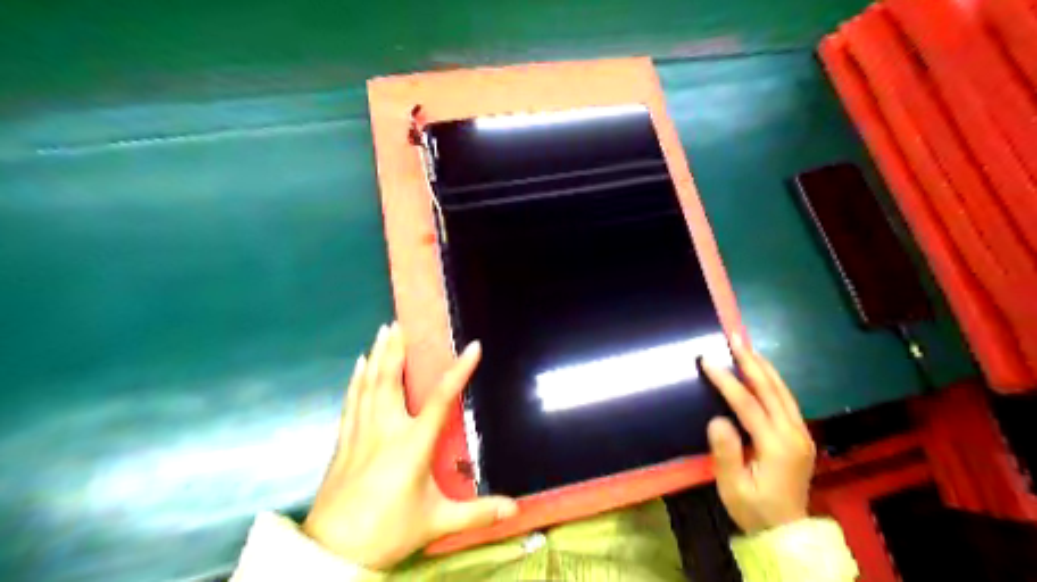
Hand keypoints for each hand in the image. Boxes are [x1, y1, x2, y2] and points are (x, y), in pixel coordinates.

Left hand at [304, 325, 518, 570]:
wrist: (333, 551)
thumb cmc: (388, 531)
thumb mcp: (437, 522)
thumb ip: (477, 512)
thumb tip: (515, 508)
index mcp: (412, 445)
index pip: (440, 399)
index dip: (459, 371)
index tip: (473, 347)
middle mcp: (385, 430)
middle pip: (391, 380)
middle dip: (397, 349)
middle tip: (401, 323)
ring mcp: (361, 432)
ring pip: (370, 384)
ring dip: (377, 355)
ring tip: (383, 332)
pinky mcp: (345, 440)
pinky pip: (352, 400)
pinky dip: (357, 378)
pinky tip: (359, 364)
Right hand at [700, 337, 812, 535]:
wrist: (787, 531)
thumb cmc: (753, 508)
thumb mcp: (733, 487)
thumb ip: (726, 453)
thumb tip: (718, 419)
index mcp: (776, 446)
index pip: (748, 404)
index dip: (727, 380)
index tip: (707, 360)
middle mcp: (794, 434)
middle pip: (771, 390)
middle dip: (751, 362)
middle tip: (734, 338)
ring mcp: (801, 433)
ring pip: (783, 391)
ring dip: (763, 366)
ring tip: (746, 346)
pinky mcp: (800, 435)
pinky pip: (786, 399)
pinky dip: (772, 380)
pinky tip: (762, 370)